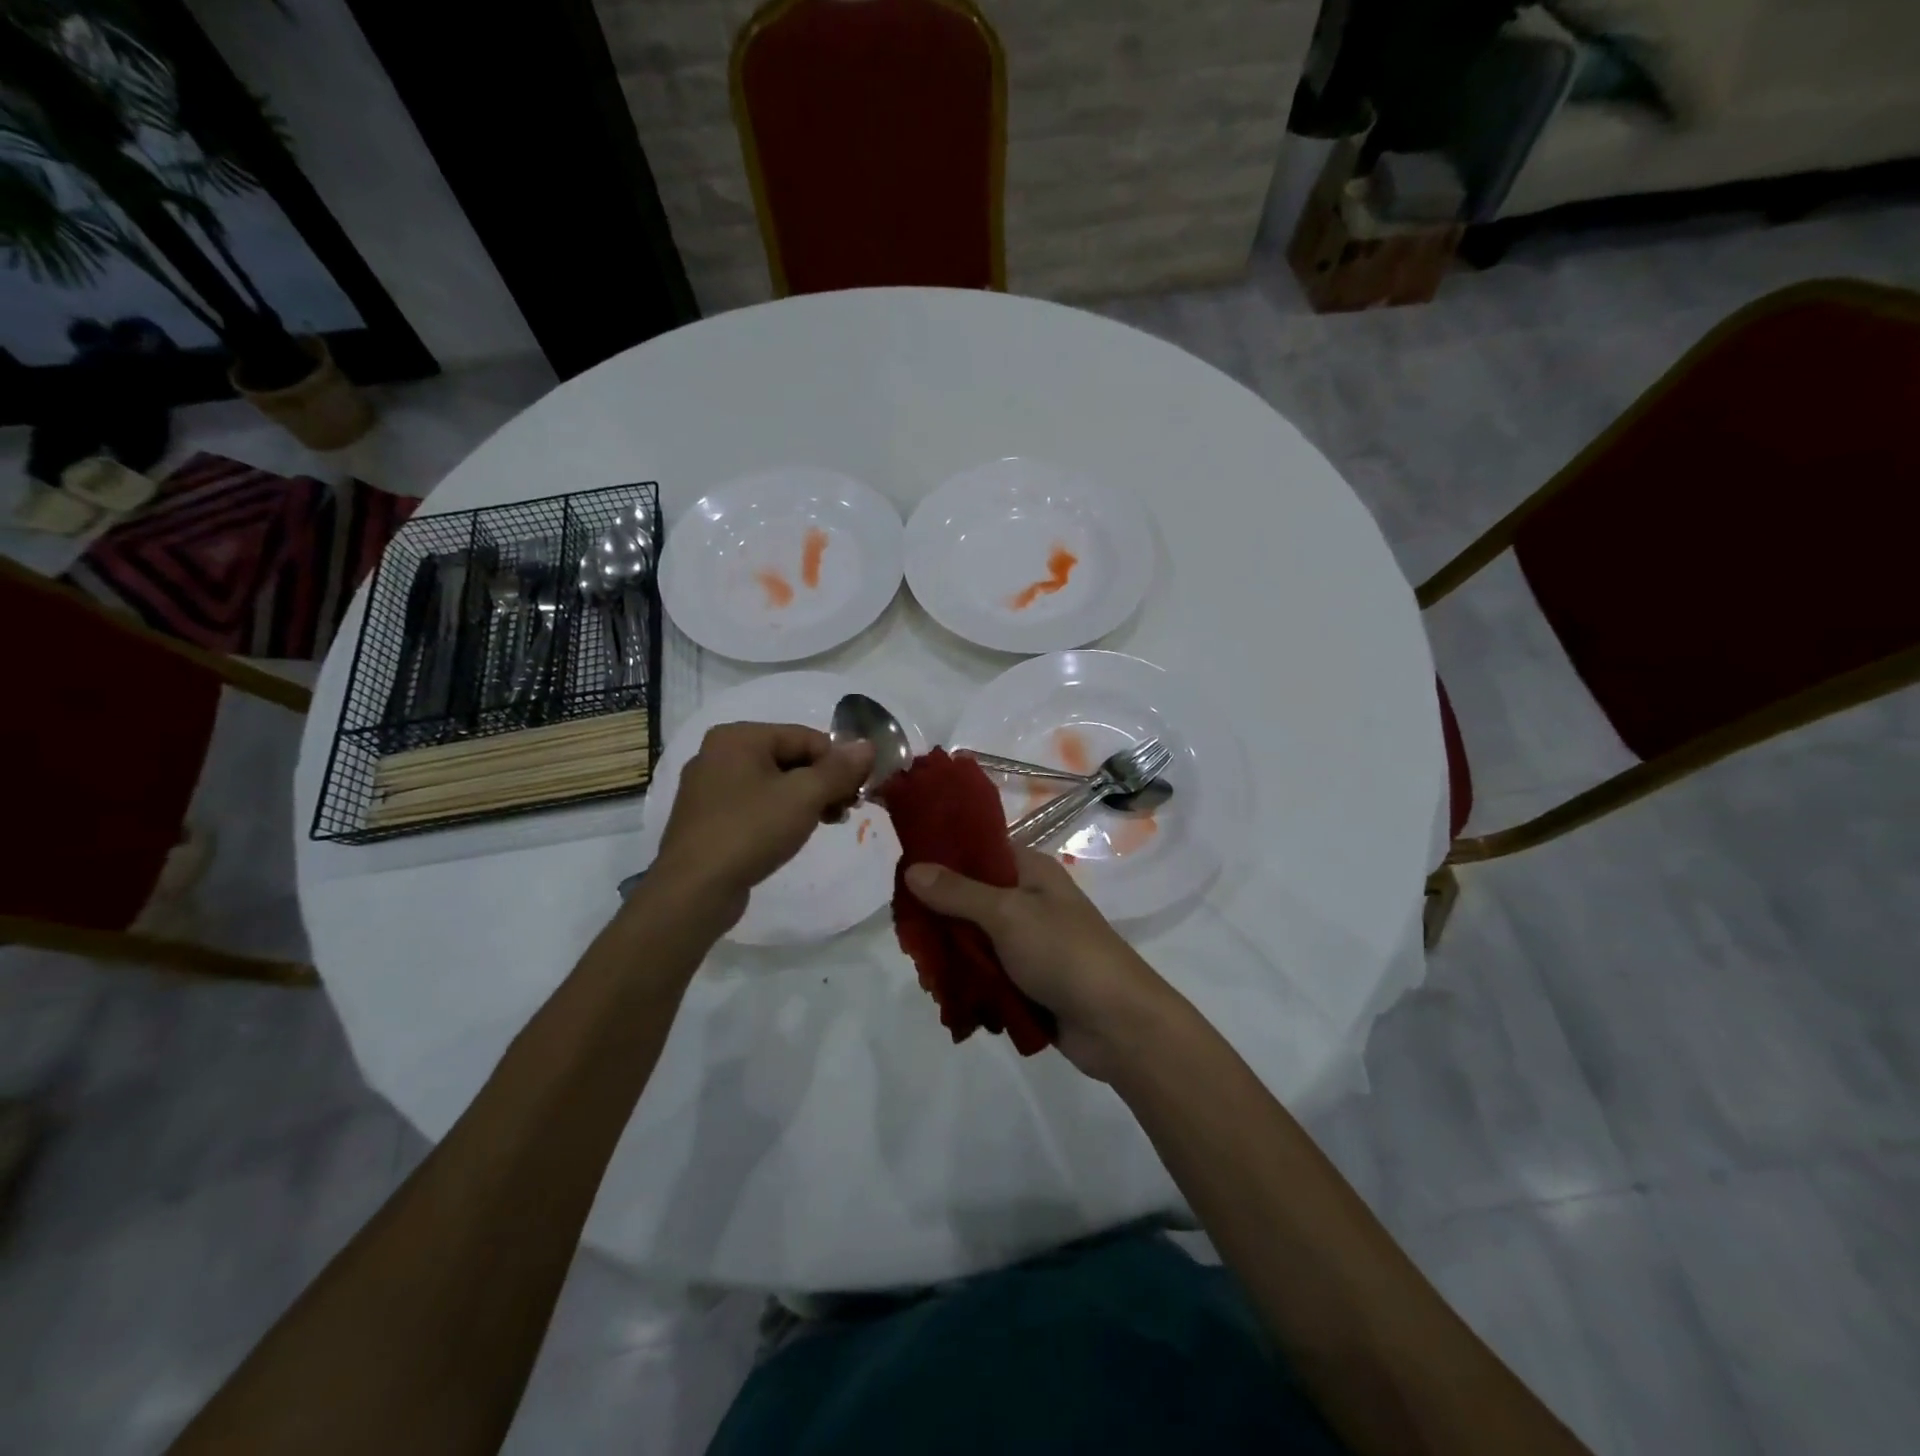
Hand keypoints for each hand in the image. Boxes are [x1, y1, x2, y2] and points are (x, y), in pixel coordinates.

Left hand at [653, 722, 872, 919]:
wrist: (693, 891)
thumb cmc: (750, 831)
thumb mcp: (804, 796)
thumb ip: (839, 769)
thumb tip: (868, 746)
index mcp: (739, 737)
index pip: (806, 737)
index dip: (839, 762)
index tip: (861, 792)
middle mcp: (719, 753)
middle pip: (790, 757)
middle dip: (824, 782)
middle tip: (847, 810)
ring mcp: (710, 788)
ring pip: (774, 783)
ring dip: (807, 799)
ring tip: (828, 822)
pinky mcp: (708, 819)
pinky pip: (756, 804)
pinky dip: (781, 813)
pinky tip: (795, 834)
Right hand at [904, 848, 1176, 1080]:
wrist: (1118, 1024)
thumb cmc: (1065, 953)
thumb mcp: (1008, 914)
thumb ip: (958, 892)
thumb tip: (912, 868)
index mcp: (1030, 871)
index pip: (978, 850)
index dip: (942, 858)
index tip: (904, 875)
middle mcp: (1027, 901)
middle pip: (969, 899)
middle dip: (939, 919)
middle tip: (911, 940)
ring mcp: (1027, 943)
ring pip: (973, 941)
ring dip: (951, 958)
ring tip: (929, 979)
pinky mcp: (1027, 980)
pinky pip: (986, 974)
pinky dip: (968, 984)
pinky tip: (948, 998)